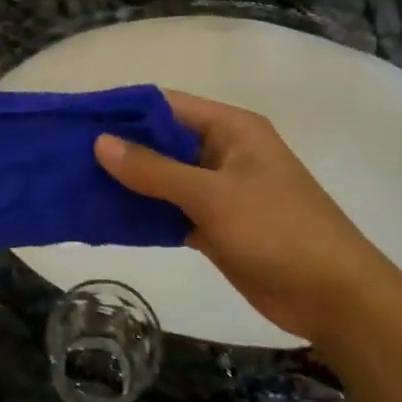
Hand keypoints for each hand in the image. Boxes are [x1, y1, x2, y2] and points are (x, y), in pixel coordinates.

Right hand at [94, 91, 401, 341]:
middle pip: (162, 142)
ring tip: (76, 184)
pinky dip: (145, 214)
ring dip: (128, 183)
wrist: (334, 297)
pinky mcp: (216, 225)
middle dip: (119, 149)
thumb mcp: (212, 195)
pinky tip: (107, 218)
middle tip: (67, 156)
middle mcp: (224, 152)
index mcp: (231, 129)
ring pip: (164, 179)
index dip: (124, 110)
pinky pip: (172, 210)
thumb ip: (154, 169)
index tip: (79, 119)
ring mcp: (220, 190)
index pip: (167, 105)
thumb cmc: (278, 231)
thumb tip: (100, 142)